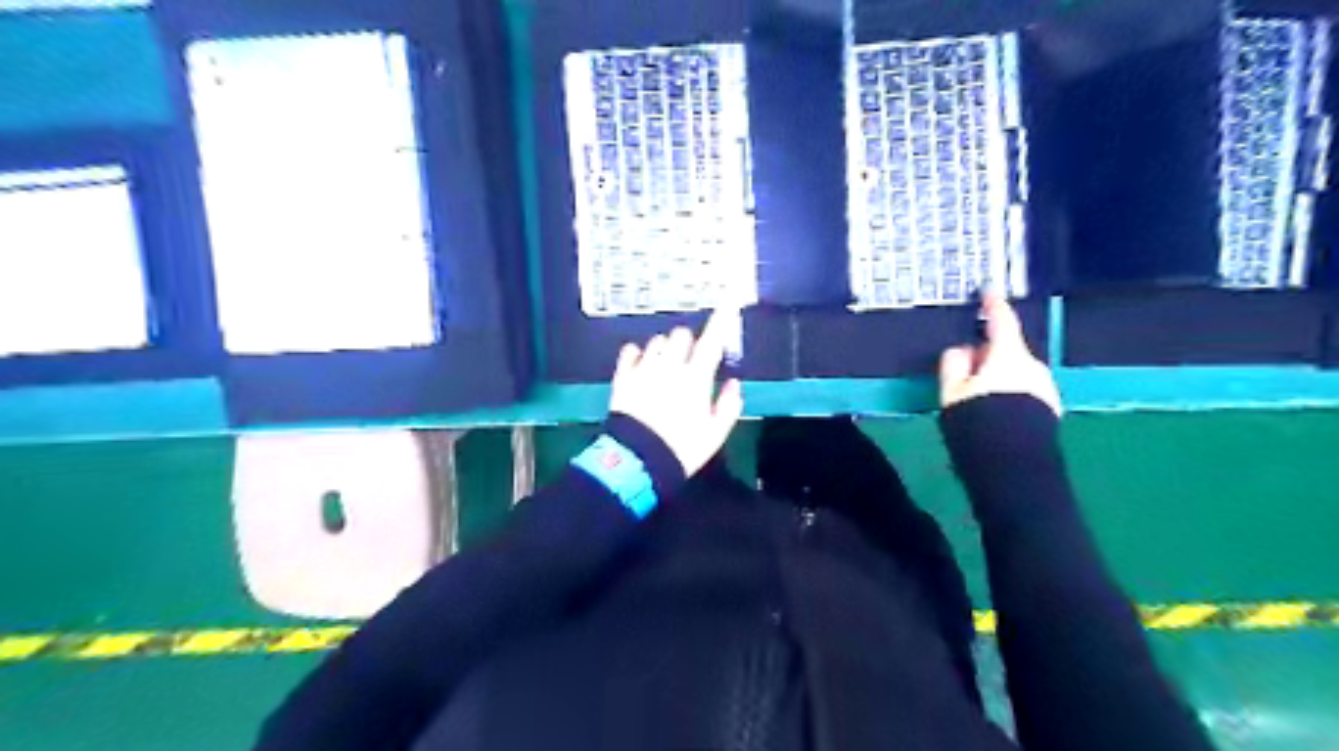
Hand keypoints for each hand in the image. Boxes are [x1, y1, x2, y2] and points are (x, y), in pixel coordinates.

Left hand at [610, 308, 748, 476]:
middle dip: (688, 343)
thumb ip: (729, 405)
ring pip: (656, 341)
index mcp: (696, 378)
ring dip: (665, 349)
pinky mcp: (622, 377)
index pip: (712, 340)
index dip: (723, 318)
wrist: (638, 461)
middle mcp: (670, 366)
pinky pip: (630, 352)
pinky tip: (641, 365)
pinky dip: (637, 354)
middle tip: (689, 362)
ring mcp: (643, 369)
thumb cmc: (682, 449)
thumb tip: (732, 382)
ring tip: (664, 368)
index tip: (730, 299)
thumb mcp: (715, 433)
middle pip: (681, 335)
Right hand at [933, 294, 1063, 416]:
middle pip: (1007, 352)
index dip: (993, 305)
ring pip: (1015, 374)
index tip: (989, 291)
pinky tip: (995, 416)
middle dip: (987, 357)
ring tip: (977, 403)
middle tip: (963, 375)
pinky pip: (1024, 392)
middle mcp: (1033, 367)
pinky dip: (1009, 395)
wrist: (1012, 465)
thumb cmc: (978, 422)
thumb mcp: (952, 391)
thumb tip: (962, 351)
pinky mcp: (1049, 410)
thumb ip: (954, 363)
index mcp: (1009, 356)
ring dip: (998, 379)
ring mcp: (1045, 389)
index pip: (1001, 322)